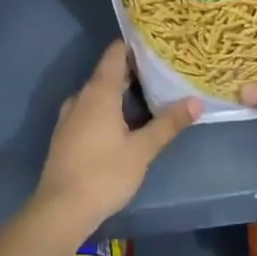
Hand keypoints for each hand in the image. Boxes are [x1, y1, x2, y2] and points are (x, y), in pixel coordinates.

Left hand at [35, 42, 199, 229]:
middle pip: (108, 73)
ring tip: (150, 96)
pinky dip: (109, 109)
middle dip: (134, 71)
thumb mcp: (142, 150)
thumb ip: (168, 123)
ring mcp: (70, 116)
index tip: (158, 45)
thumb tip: (196, 102)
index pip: (115, 53)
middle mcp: (81, 97)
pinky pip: (90, 110)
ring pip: (99, 94)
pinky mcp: (66, 135)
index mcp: (99, 92)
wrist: (60, 210)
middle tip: (164, 72)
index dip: (135, 46)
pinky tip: (126, 123)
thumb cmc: (104, 174)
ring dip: (122, 92)